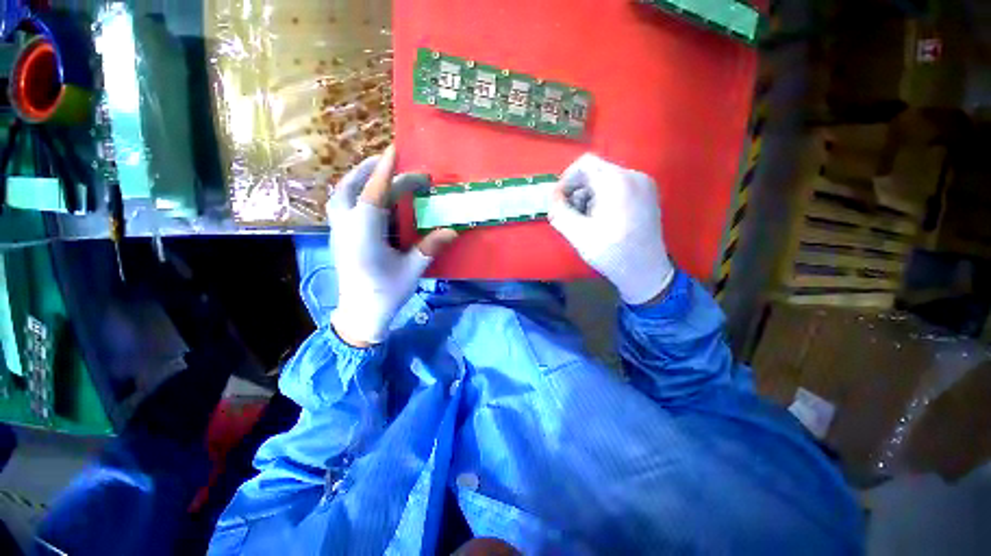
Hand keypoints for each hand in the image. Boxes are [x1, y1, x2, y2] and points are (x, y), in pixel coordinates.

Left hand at [328, 146, 457, 345]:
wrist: (359, 315)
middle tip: (392, 161)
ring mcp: (339, 232)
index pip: (374, 194)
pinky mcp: (341, 237)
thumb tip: (452, 230)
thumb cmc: (386, 293)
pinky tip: (374, 198)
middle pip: (351, 188)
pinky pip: (344, 205)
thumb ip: (430, 247)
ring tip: (381, 173)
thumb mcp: (412, 270)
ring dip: (360, 179)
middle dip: (370, 170)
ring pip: (343, 195)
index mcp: (365, 235)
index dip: (385, 171)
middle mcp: (347, 227)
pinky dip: (358, 193)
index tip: (395, 150)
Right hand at [548, 153, 673, 304]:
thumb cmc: (612, 253)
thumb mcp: (578, 234)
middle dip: (577, 190)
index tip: (559, 201)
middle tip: (570, 214)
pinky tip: (600, 218)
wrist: (646, 271)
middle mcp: (634, 176)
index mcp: (618, 182)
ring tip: (585, 219)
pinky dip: (603, 197)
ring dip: (589, 195)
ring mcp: (644, 184)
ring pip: (605, 178)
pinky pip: (618, 186)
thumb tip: (552, 197)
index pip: (584, 164)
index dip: (566, 180)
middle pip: (595, 171)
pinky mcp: (647, 194)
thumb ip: (560, 211)